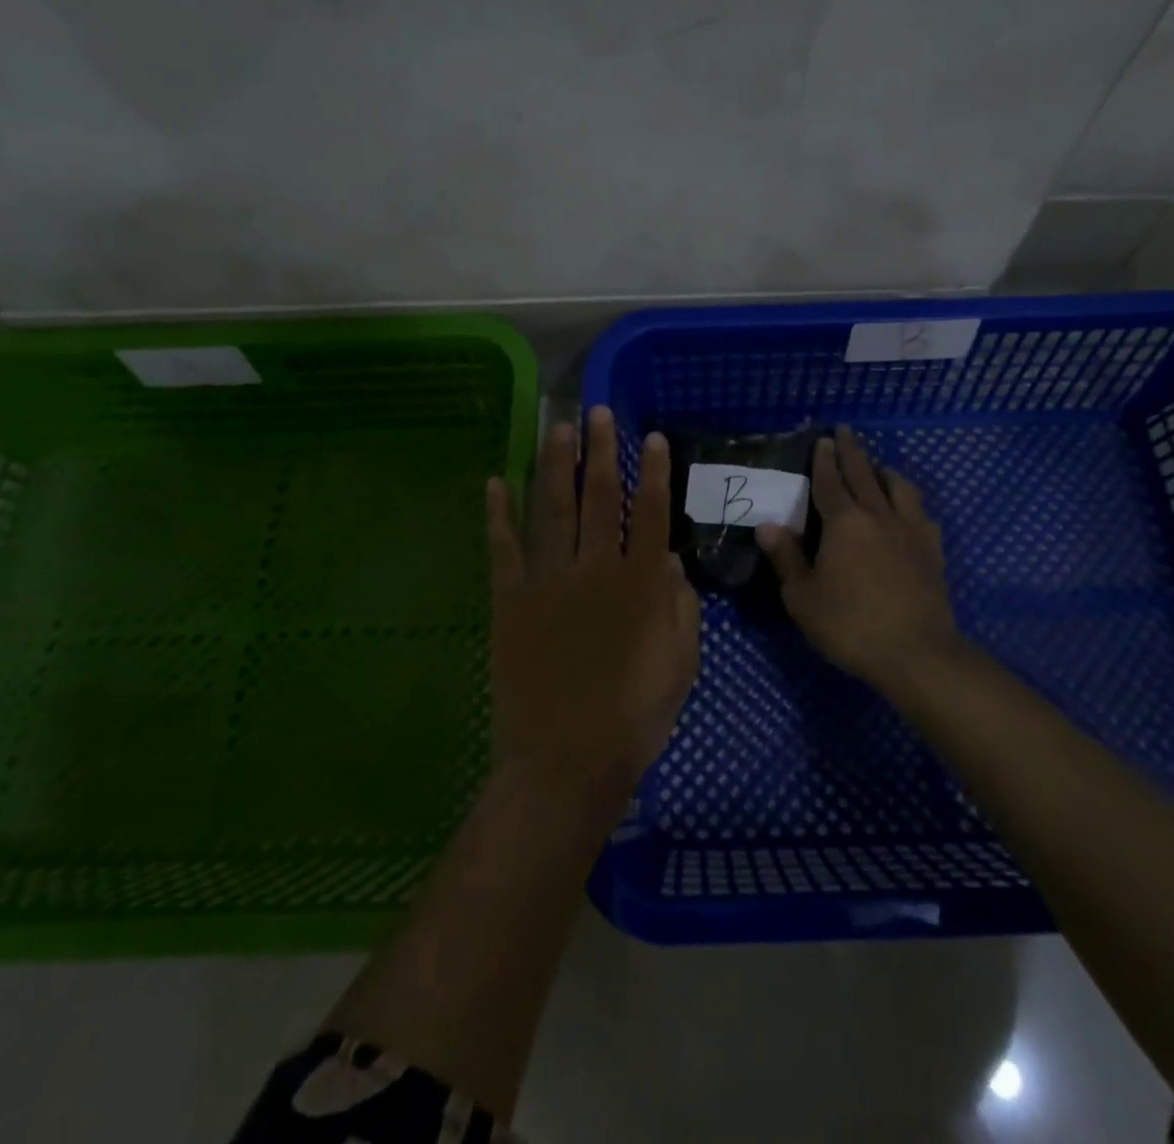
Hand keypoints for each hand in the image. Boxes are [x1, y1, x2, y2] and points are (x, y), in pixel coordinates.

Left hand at [485, 407, 700, 815]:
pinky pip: (502, 548)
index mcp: (640, 584)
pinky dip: (497, 514)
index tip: (650, 437)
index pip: (650, 512)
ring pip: (552, 509)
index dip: (652, 472)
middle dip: (599, 451)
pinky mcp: (510, 601)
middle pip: (598, 497)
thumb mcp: (680, 664)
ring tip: (556, 428)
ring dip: (554, 465)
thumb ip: (679, 606)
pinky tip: (493, 481)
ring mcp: (547, 582)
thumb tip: (667, 559)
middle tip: (595, 412)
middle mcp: (594, 569)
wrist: (565, 761)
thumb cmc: (634, 717)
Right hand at [756, 426, 961, 697]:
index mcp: (844, 523)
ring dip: (885, 471)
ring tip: (878, 467)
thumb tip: (767, 526)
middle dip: (852, 451)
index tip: (823, 439)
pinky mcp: (932, 551)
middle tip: (846, 432)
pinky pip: (921, 514)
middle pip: (864, 474)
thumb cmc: (850, 625)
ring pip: (899, 488)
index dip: (824, 460)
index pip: (830, 481)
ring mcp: (911, 531)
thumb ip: (786, 558)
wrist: (917, 653)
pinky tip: (908, 511)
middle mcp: (879, 516)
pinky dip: (909, 503)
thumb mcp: (803, 597)